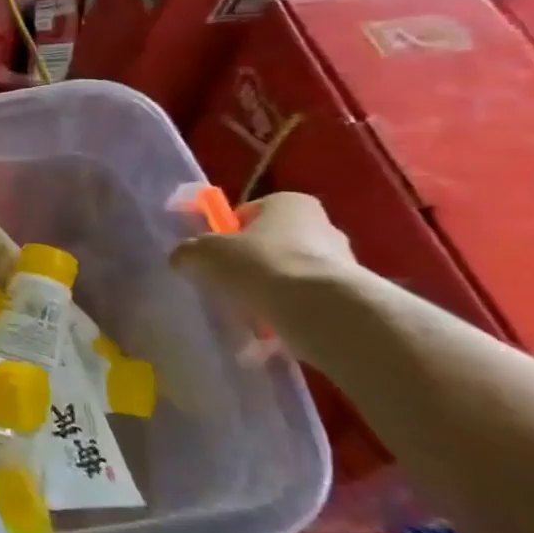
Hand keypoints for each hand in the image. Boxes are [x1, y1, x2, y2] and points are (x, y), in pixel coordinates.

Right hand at [170, 191, 357, 309]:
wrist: (321, 310)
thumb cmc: (259, 265)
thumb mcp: (203, 253)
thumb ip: (188, 252)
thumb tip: (184, 259)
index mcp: (289, 203)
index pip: (249, 213)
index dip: (226, 234)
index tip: (214, 257)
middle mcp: (322, 225)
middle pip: (271, 244)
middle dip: (250, 264)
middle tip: (227, 285)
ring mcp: (342, 262)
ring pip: (289, 274)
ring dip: (269, 291)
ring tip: (248, 313)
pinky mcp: (349, 296)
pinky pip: (306, 301)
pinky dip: (288, 313)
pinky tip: (270, 329)